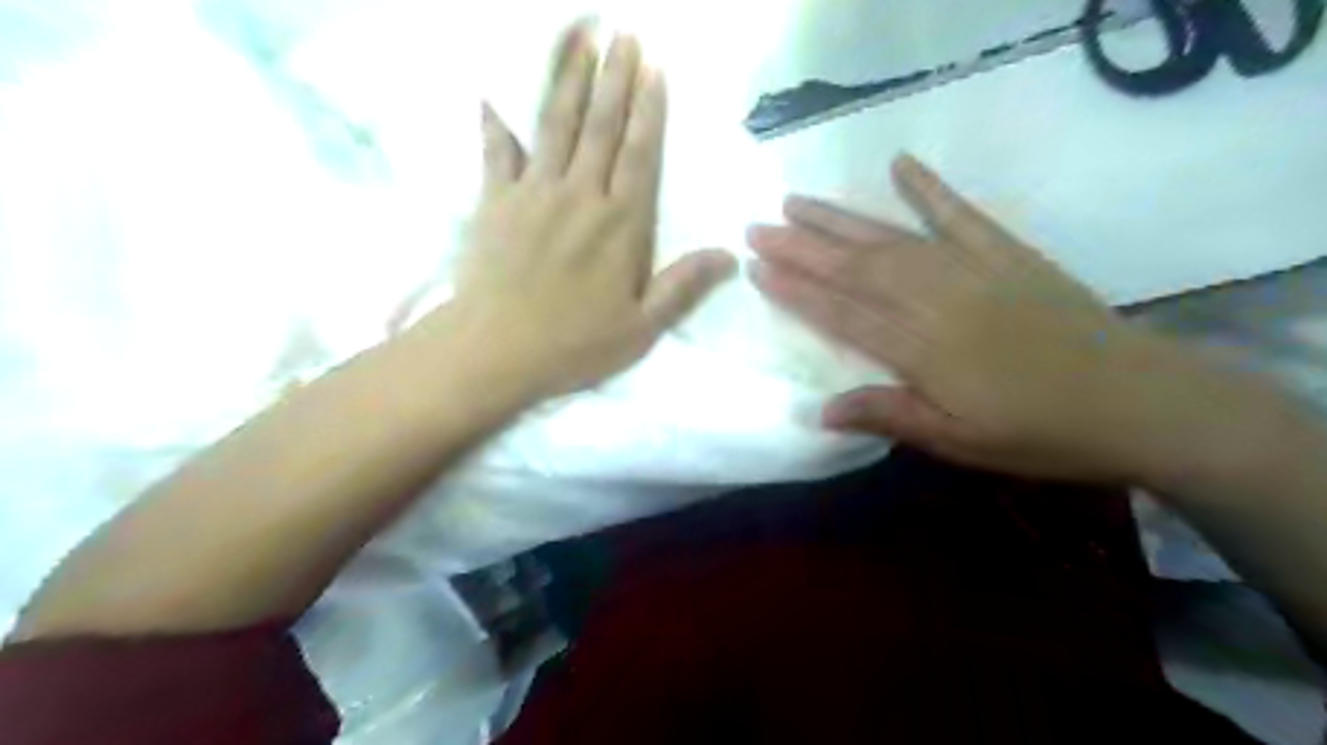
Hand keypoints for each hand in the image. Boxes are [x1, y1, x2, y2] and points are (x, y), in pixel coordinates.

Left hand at [425, 27, 736, 400]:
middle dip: (615, 77)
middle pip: (601, 126)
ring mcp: (533, 193)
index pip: (640, 154)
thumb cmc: (574, 345)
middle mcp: (580, 196)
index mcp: (621, 225)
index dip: (649, 110)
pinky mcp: (494, 201)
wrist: (496, 351)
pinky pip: (496, 151)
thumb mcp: (641, 328)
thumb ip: (683, 286)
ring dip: (568, 78)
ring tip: (580, 37)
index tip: (654, 68)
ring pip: (554, 124)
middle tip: (624, 35)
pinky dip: (495, 122)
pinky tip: (493, 93)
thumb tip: (730, 255)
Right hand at [744, 155, 1257, 482]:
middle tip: (757, 227)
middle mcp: (936, 300)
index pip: (843, 314)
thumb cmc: (1038, 432)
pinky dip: (928, 188)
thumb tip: (818, 411)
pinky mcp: (1006, 253)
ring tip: (796, 202)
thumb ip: (888, 416)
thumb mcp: (958, 442)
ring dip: (840, 219)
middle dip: (802, 247)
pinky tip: (900, 163)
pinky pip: (960, 213)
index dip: (798, 291)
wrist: (1136, 400)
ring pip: (891, 238)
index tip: (758, 269)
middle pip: (856, 268)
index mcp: (922, 350)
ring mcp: (972, 269)